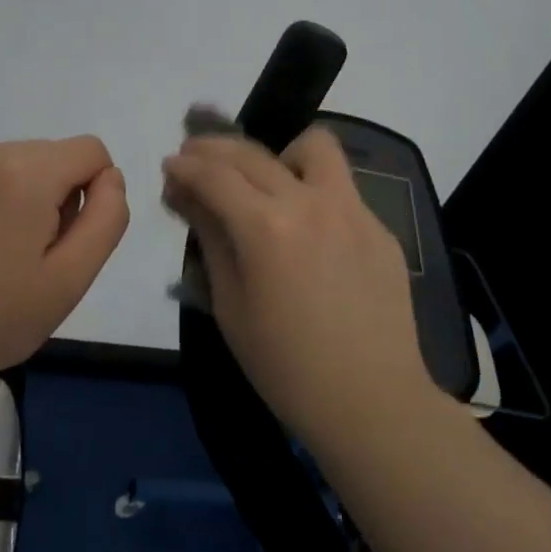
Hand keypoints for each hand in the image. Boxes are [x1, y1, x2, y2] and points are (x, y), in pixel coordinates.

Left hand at [0, 136, 129, 392]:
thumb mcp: (72, 278)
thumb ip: (107, 217)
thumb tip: (109, 177)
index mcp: (26, 174)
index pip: (90, 151)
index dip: (93, 193)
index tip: (64, 238)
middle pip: (51, 154)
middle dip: (54, 194)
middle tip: (29, 252)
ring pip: (14, 159)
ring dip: (19, 193)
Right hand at [161, 125, 432, 451]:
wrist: (372, 404)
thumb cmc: (286, 366)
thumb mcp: (230, 305)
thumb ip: (209, 237)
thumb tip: (185, 194)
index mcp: (267, 226)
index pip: (214, 175)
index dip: (185, 166)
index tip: (170, 165)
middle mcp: (310, 202)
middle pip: (252, 153)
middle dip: (214, 149)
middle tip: (195, 158)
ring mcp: (353, 210)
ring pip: (313, 147)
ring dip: (279, 154)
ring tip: (266, 181)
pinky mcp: (380, 227)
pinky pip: (341, 189)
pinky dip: (313, 192)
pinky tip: (307, 228)